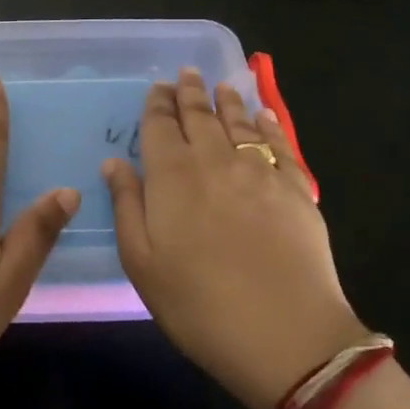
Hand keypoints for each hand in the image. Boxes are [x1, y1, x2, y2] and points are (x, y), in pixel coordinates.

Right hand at [103, 68, 366, 408]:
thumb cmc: (199, 304)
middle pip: (200, 115)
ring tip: (221, 85)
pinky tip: (265, 115)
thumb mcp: (142, 263)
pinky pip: (279, 144)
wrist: (287, 336)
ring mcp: (259, 171)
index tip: (158, 86)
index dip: (158, 102)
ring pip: (239, 123)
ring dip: (227, 101)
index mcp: (172, 175)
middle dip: (191, 92)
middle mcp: (214, 160)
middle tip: (187, 72)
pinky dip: (269, 125)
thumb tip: (113, 163)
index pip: (161, 125)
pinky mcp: (296, 189)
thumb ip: (126, 206)